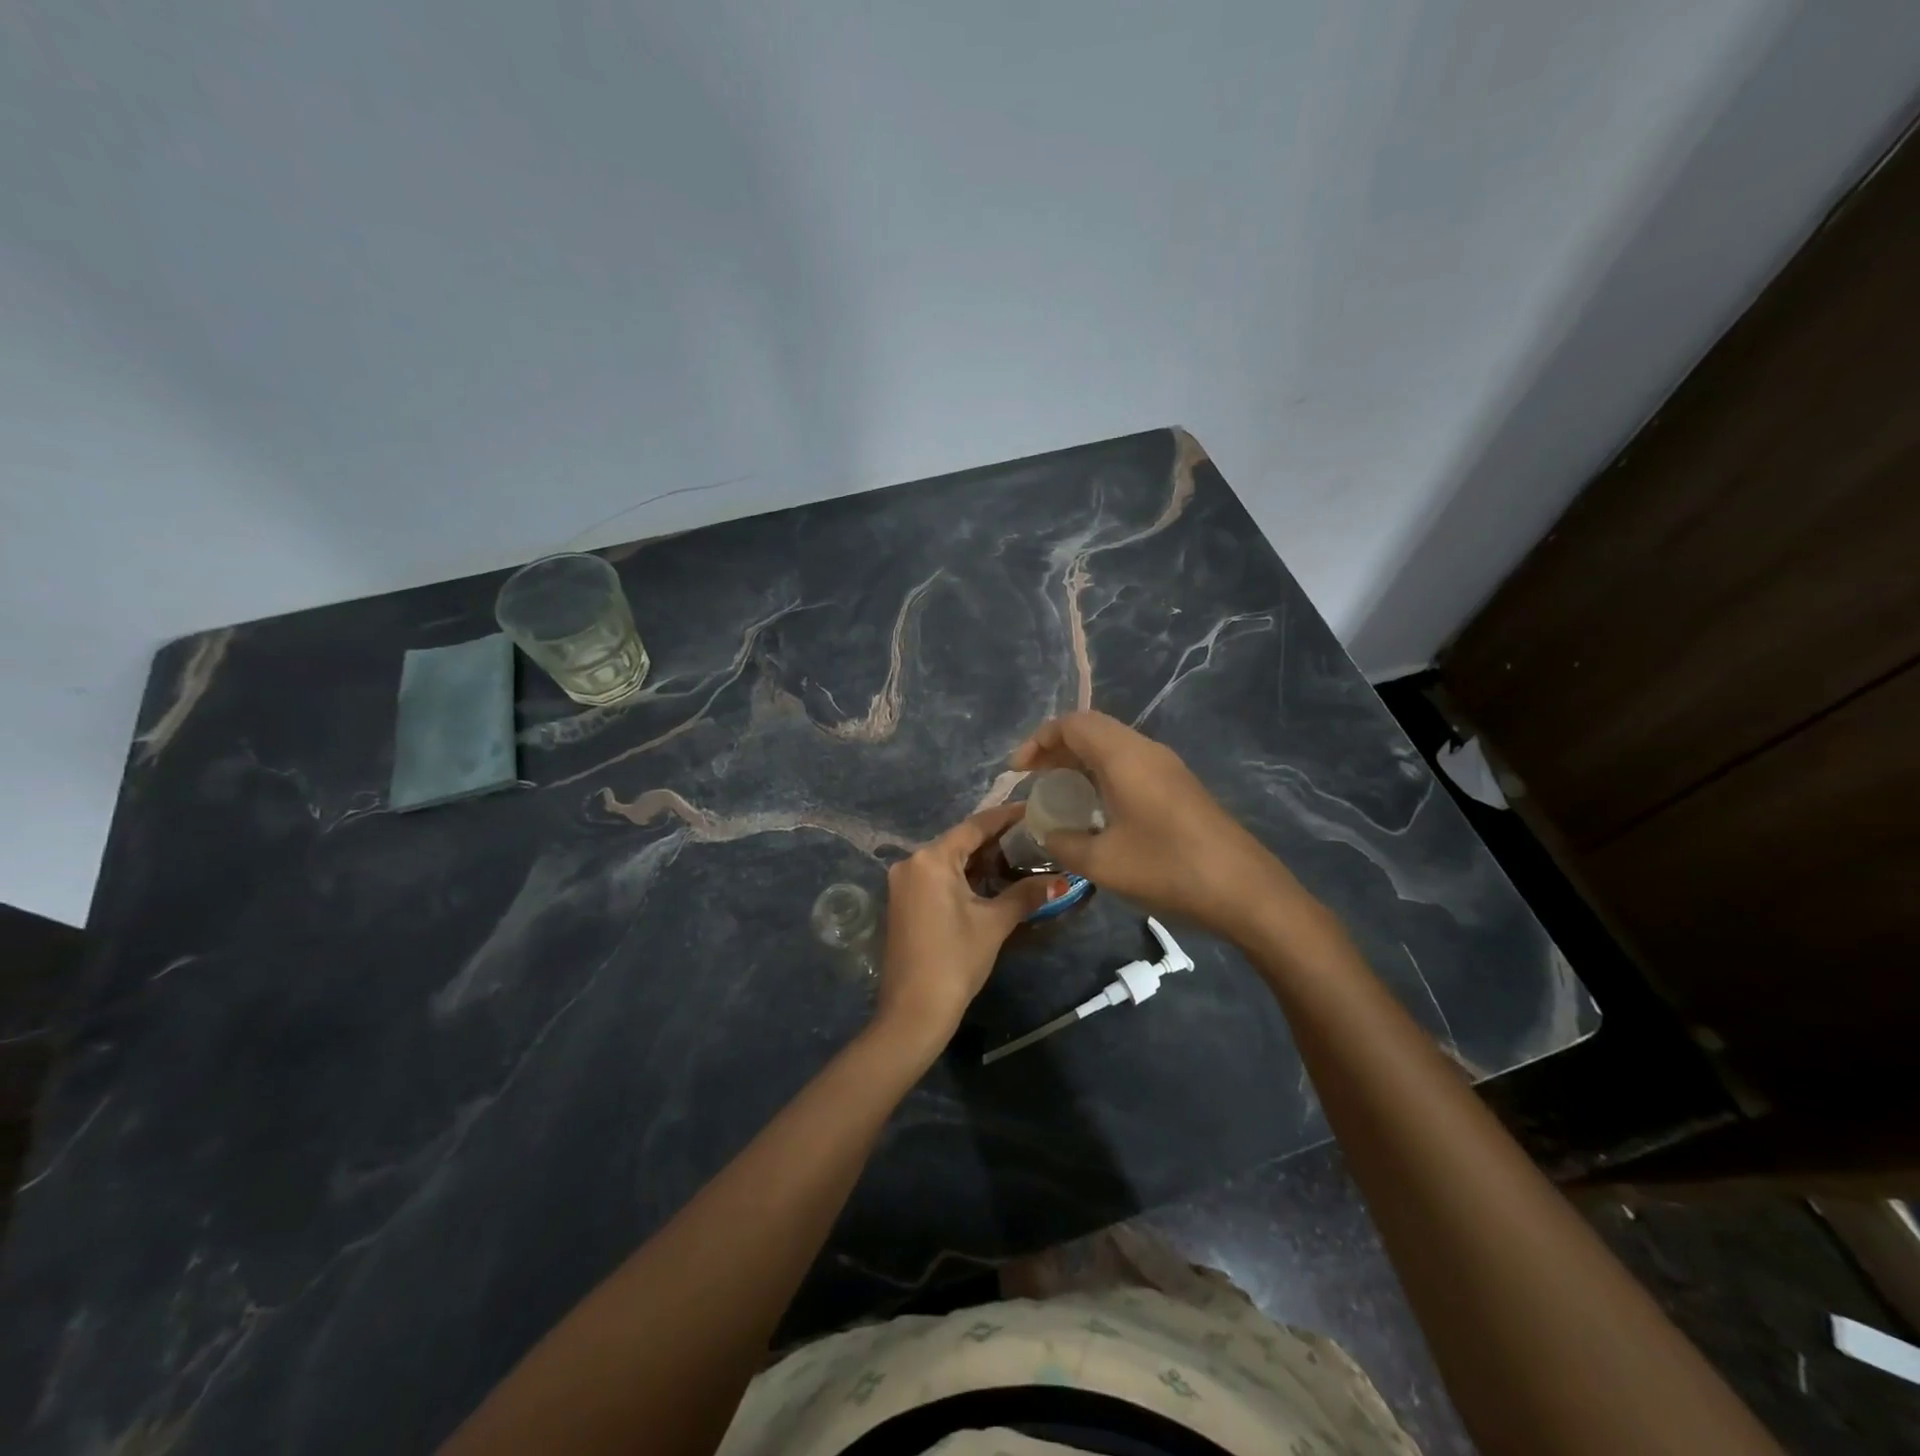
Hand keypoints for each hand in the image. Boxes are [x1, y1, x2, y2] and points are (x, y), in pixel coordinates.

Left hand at [874, 805, 1061, 1048]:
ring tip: (1020, 855)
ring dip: (981, 859)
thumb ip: (1025, 895)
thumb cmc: (955, 960)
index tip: (1033, 809)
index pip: (975, 826)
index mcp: (931, 859)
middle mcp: (912, 862)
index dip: (1006, 817)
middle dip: (996, 840)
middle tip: (1033, 836)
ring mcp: (904, 883)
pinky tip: (991, 880)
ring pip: (949, 860)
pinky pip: (938, 877)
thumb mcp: (994, 924)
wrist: (913, 1011)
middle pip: (960, 841)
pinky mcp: (903, 901)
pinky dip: (964, 876)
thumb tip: (1059, 881)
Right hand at [1010, 711, 1303, 941]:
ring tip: (1058, 793)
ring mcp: (1167, 767)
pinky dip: (1103, 774)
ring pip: (1113, 746)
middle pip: (1092, 729)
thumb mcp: (1103, 862)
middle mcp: (1146, 751)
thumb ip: (1064, 843)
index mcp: (1124, 757)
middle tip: (1033, 779)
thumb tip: (1047, 832)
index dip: (1039, 740)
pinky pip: (1130, 764)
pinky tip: (1096, 809)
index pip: (1073, 724)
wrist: (1245, 891)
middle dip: (1056, 748)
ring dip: (1081, 761)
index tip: (1018, 772)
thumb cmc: (1168, 869)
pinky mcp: (1179, 787)